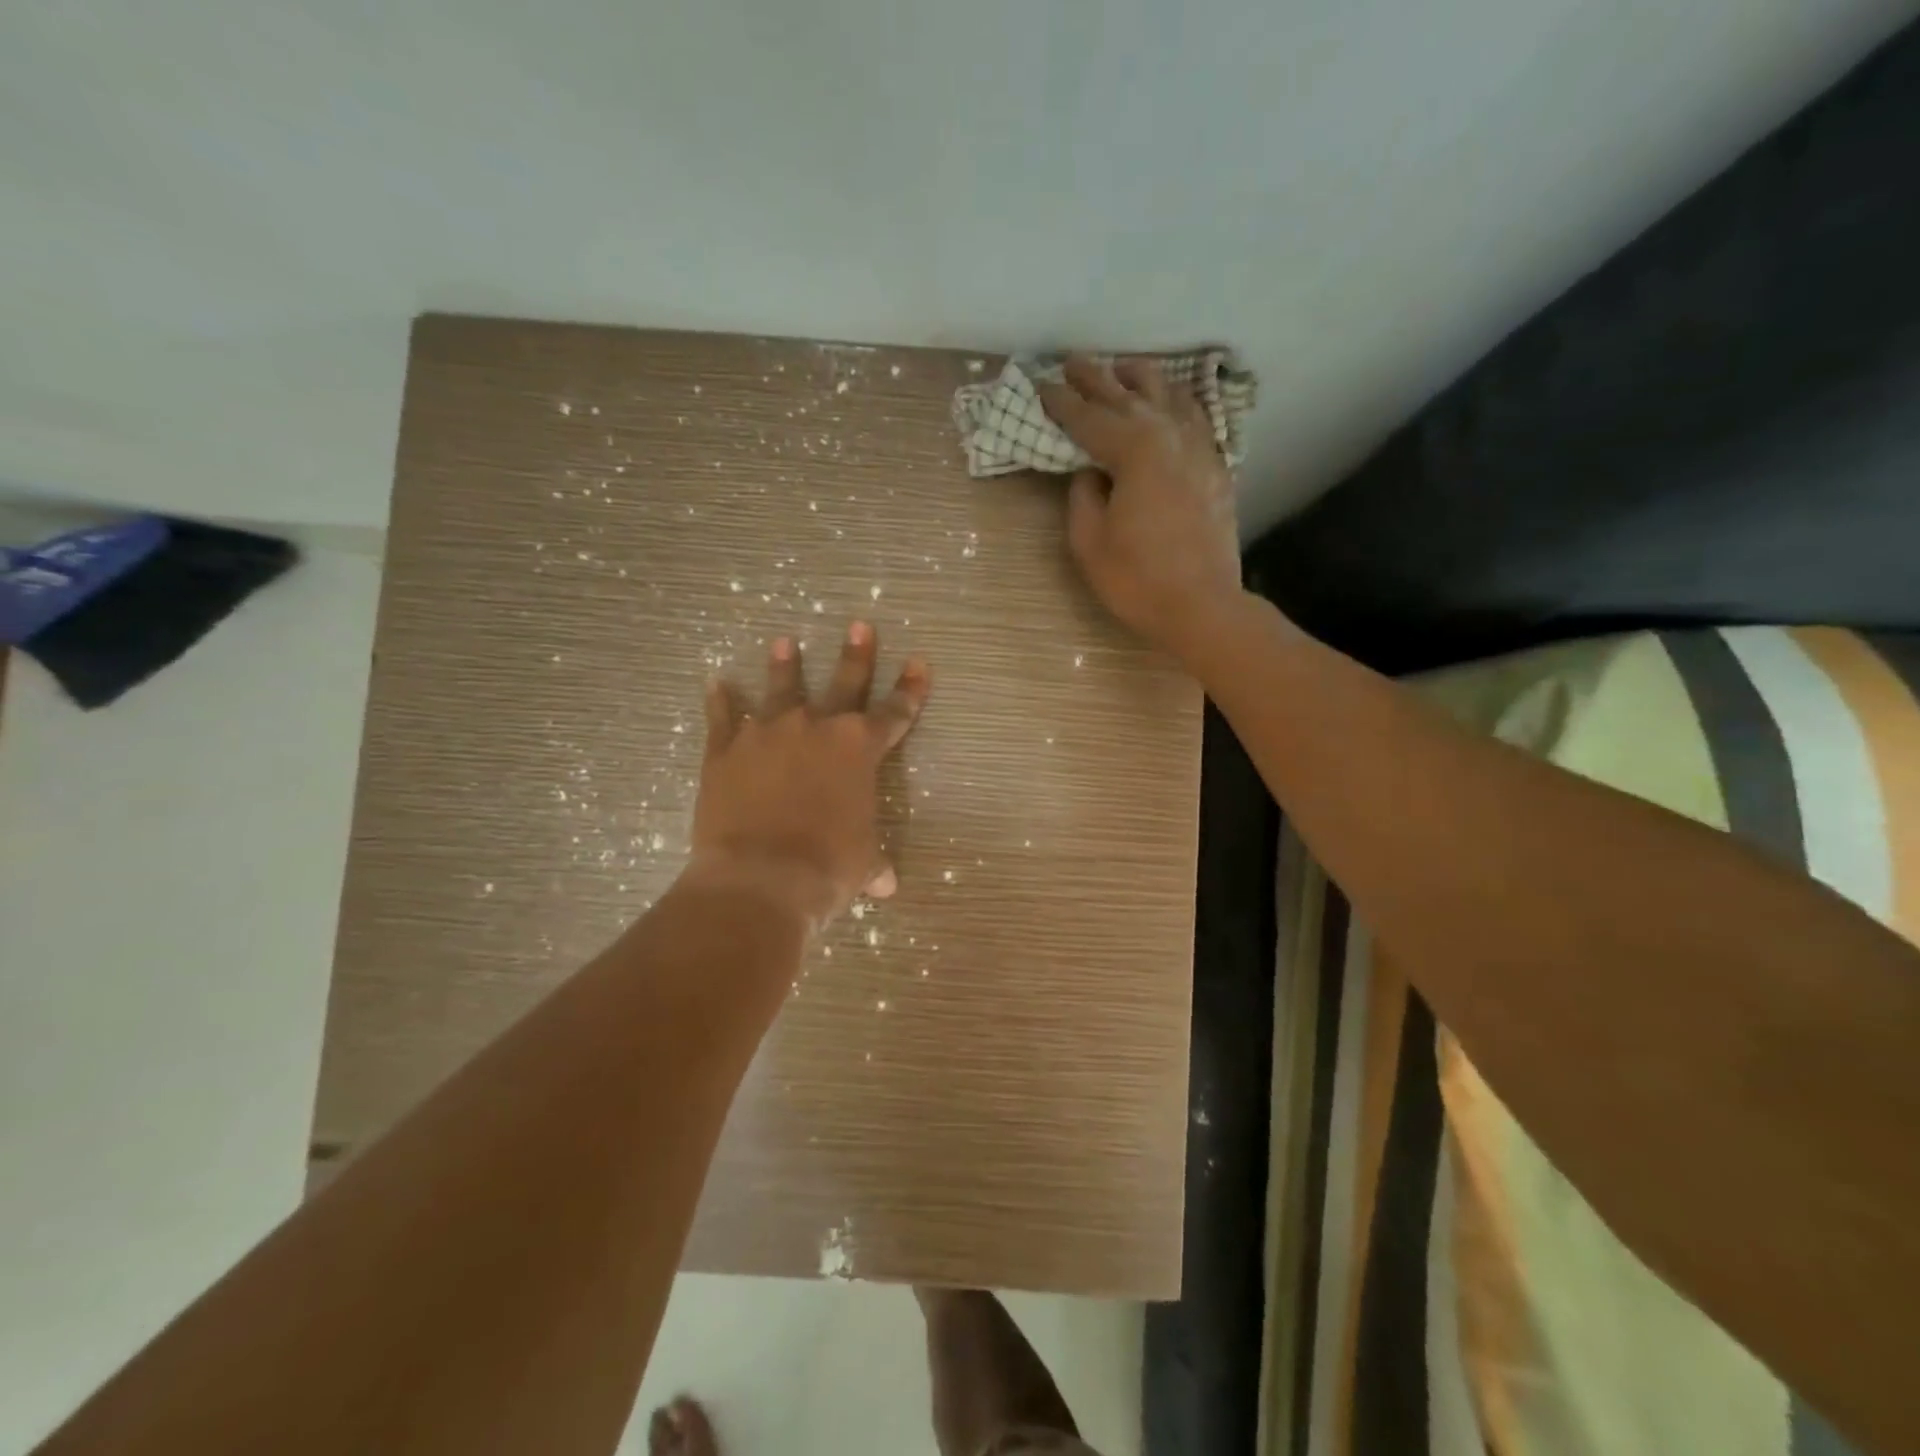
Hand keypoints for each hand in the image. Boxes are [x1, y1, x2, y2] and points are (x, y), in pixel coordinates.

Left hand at [685, 620, 928, 928]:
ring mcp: (769, 734)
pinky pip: (723, 717)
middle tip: (860, 625)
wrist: (760, 879)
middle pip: (843, 683)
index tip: (920, 662)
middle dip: (856, 654)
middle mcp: (817, 728)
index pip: (895, 713)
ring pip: (781, 689)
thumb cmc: (826, 868)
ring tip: (784, 641)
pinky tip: (716, 683)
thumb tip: (885, 885)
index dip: (911, 689)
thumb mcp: (861, 864)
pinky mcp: (726, 750)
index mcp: (859, 750)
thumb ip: (873, 863)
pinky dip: (720, 701)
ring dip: (785, 665)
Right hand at [1037, 356, 1243, 659]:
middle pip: (1127, 395)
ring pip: (1169, 396)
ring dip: (1141, 378)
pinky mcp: (1216, 467)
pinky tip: (1171, 402)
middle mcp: (1169, 435)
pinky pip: (1196, 418)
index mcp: (1133, 450)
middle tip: (1072, 361)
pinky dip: (1177, 402)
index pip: (1089, 417)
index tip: (1041, 384)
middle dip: (1096, 377)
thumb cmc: (1137, 579)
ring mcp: (1199, 448)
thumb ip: (1083, 496)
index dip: (1061, 402)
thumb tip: (1090, 471)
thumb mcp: (1089, 541)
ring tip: (1122, 368)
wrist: (1202, 606)